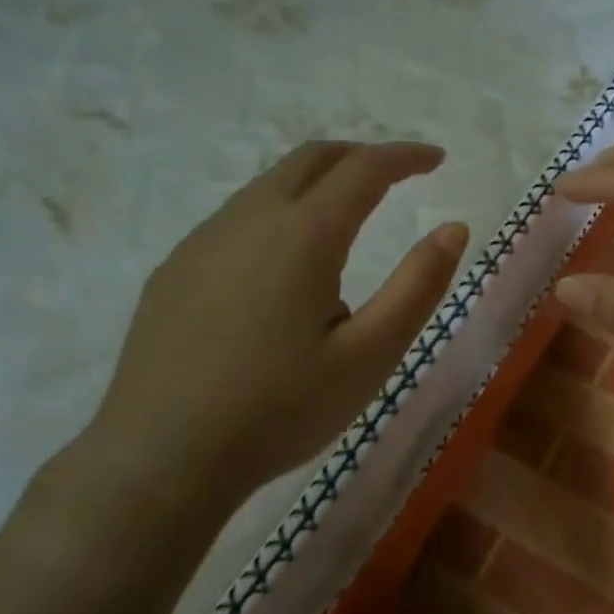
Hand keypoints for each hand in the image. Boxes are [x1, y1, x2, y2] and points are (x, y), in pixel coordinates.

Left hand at [65, 142, 467, 535]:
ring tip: (345, 230)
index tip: (436, 158)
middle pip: (311, 159)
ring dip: (316, 186)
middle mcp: (249, 218)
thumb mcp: (369, 356)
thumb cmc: (278, 410)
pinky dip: (278, 216)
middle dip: (360, 156)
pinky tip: (282, 272)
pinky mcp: (174, 269)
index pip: (364, 168)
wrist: (160, 458)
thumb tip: (453, 228)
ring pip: (270, 186)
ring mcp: (203, 241)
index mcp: (303, 234)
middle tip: (396, 176)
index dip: (405, 156)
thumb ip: (417, 286)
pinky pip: (237, 219)